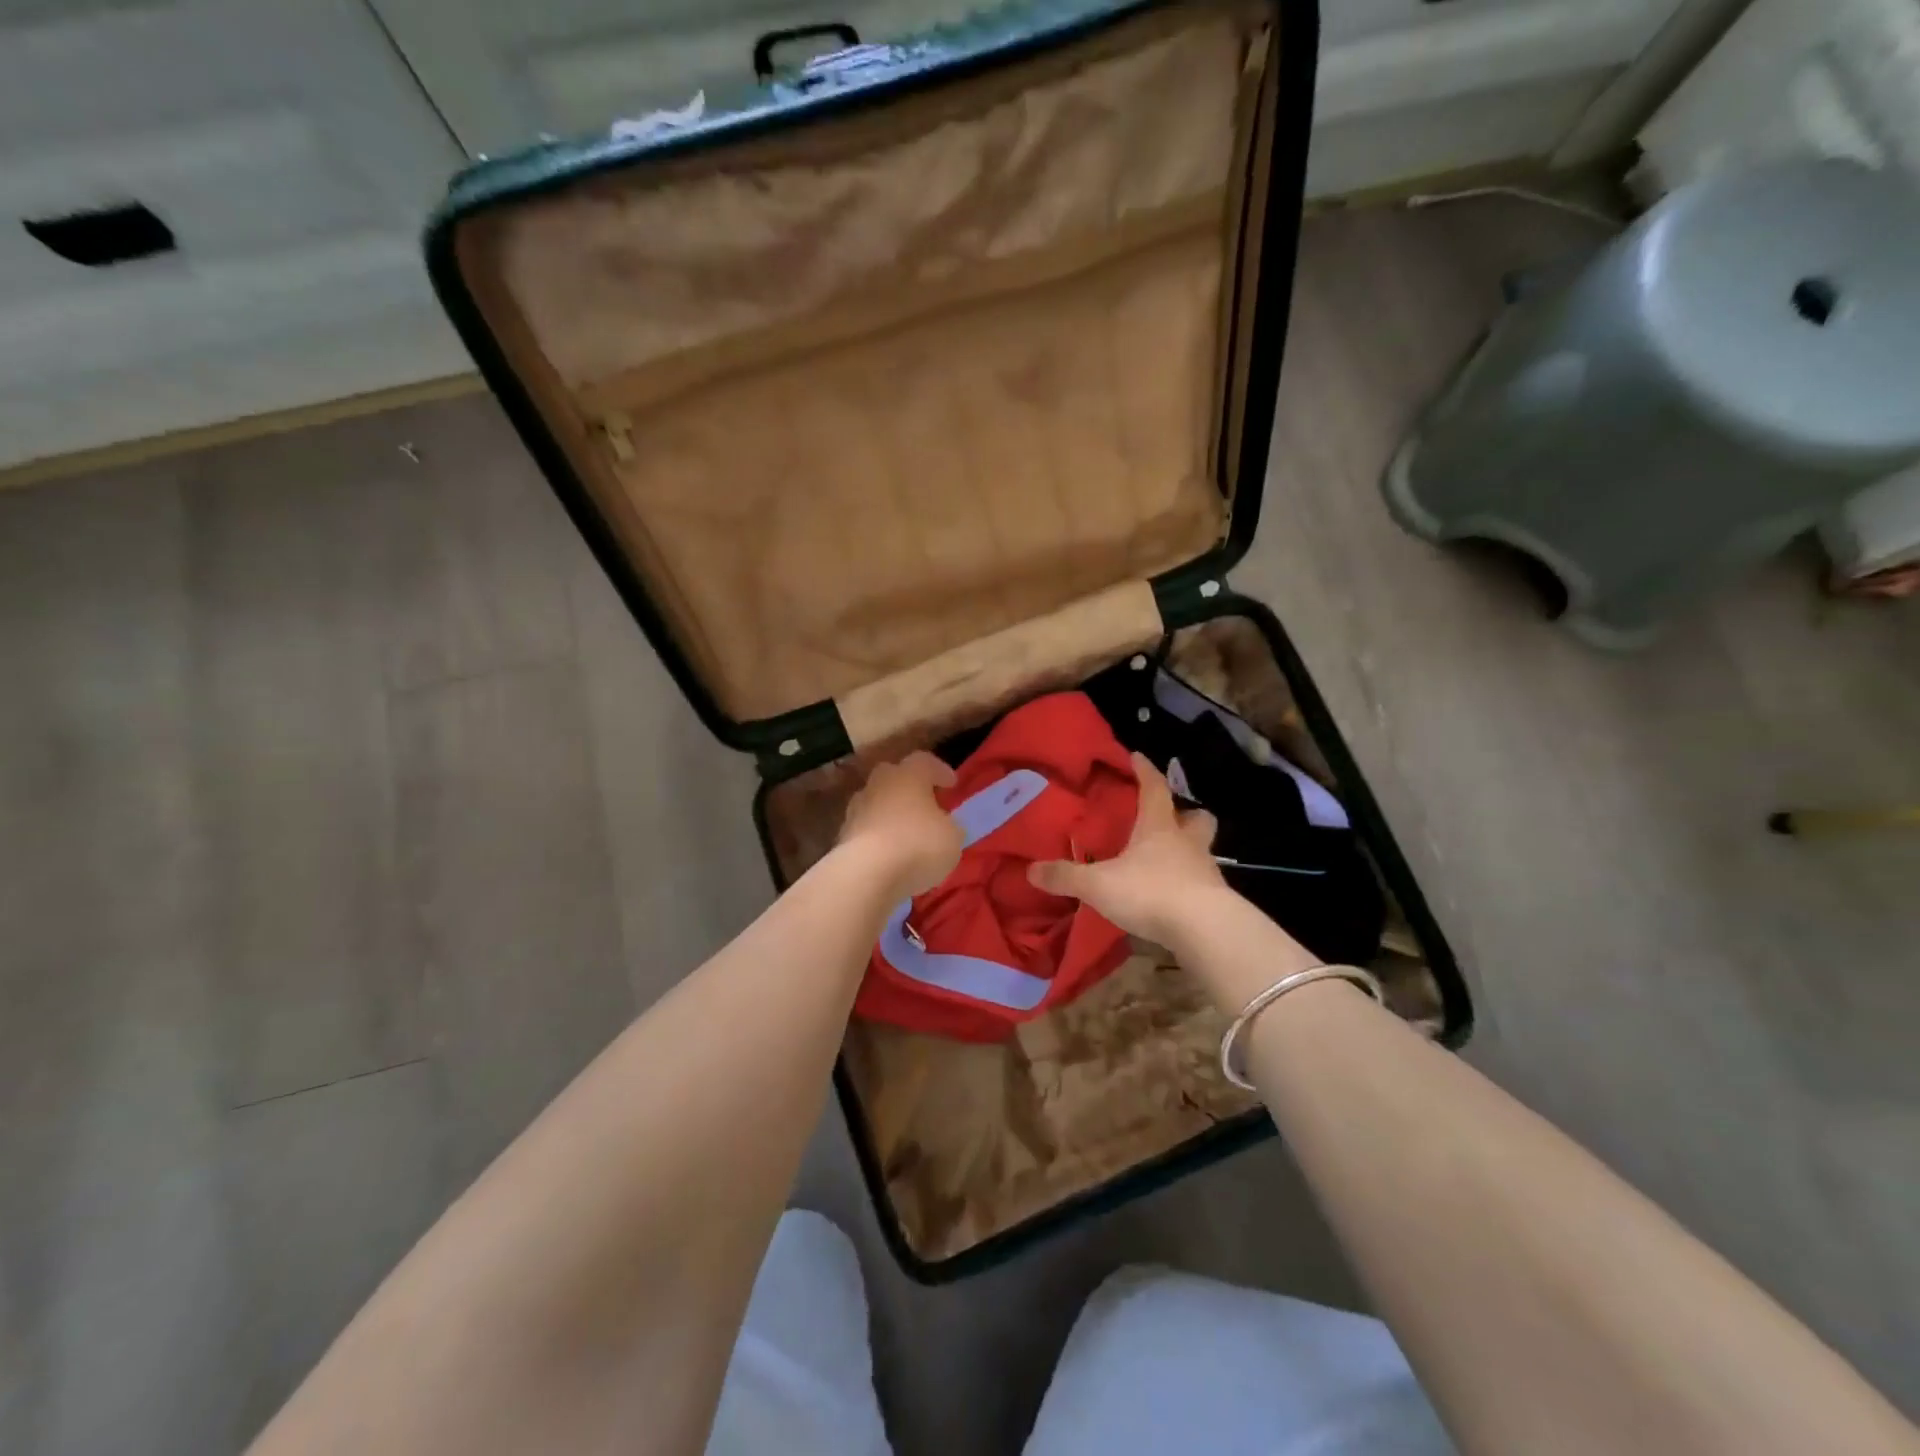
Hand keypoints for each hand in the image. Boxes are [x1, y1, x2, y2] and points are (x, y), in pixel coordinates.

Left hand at [837, 751, 962, 897]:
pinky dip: (878, 837)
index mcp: (909, 775)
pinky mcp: (842, 836)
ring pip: (876, 803)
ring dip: (890, 813)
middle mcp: (879, 784)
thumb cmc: (918, 845)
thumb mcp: (953, 837)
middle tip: (924, 804)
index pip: (925, 762)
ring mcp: (856, 809)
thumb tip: (944, 825)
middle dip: (909, 788)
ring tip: (906, 833)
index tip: (951, 785)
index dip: (940, 772)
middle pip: (894, 776)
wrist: (866, 873)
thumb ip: (949, 826)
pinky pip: (866, 830)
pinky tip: (889, 854)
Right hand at [1028, 753, 1229, 949]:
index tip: (1137, 757)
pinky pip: (1200, 883)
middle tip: (1168, 817)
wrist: (1205, 931)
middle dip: (1185, 813)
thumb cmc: (1151, 892)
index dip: (1145, 771)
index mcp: (1159, 827)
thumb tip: (1031, 870)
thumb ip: (1066, 876)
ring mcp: (1205, 872)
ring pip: (1201, 850)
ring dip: (1186, 850)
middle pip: (1196, 818)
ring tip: (1165, 860)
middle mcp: (1186, 843)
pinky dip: (1187, 884)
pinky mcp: (1214, 901)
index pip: (1154, 788)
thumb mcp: (1098, 884)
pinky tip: (1171, 895)